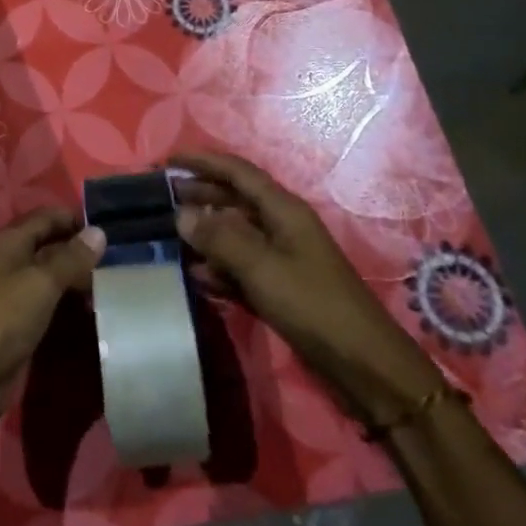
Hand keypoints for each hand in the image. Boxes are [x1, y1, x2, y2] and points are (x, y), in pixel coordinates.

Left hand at [0, 208, 106, 440]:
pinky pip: (49, 307)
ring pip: (51, 279)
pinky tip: (95, 313)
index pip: (47, 217)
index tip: (113, 230)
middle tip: (121, 261)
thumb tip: (99, 231)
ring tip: (116, 286)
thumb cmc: (2, 318)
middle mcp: (11, 263)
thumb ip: (71, 258)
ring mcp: (13, 297)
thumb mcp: (41, 282)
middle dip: (81, 252)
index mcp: (10, 242)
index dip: (76, 219)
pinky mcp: (18, 327)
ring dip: (78, 281)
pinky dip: (69, 307)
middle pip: (50, 247)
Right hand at [171, 151, 443, 424]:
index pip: (238, 172)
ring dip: (206, 234)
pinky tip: (196, 276)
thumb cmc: (313, 305)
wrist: (363, 365)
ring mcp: (282, 258)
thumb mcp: (262, 268)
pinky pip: (241, 267)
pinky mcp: (280, 288)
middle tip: (163, 198)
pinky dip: (219, 268)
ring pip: (236, 235)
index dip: (203, 162)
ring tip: (171, 237)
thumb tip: (182, 213)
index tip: (168, 160)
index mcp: (284, 210)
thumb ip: (220, 238)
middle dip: (200, 195)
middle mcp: (282, 226)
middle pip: (235, 200)